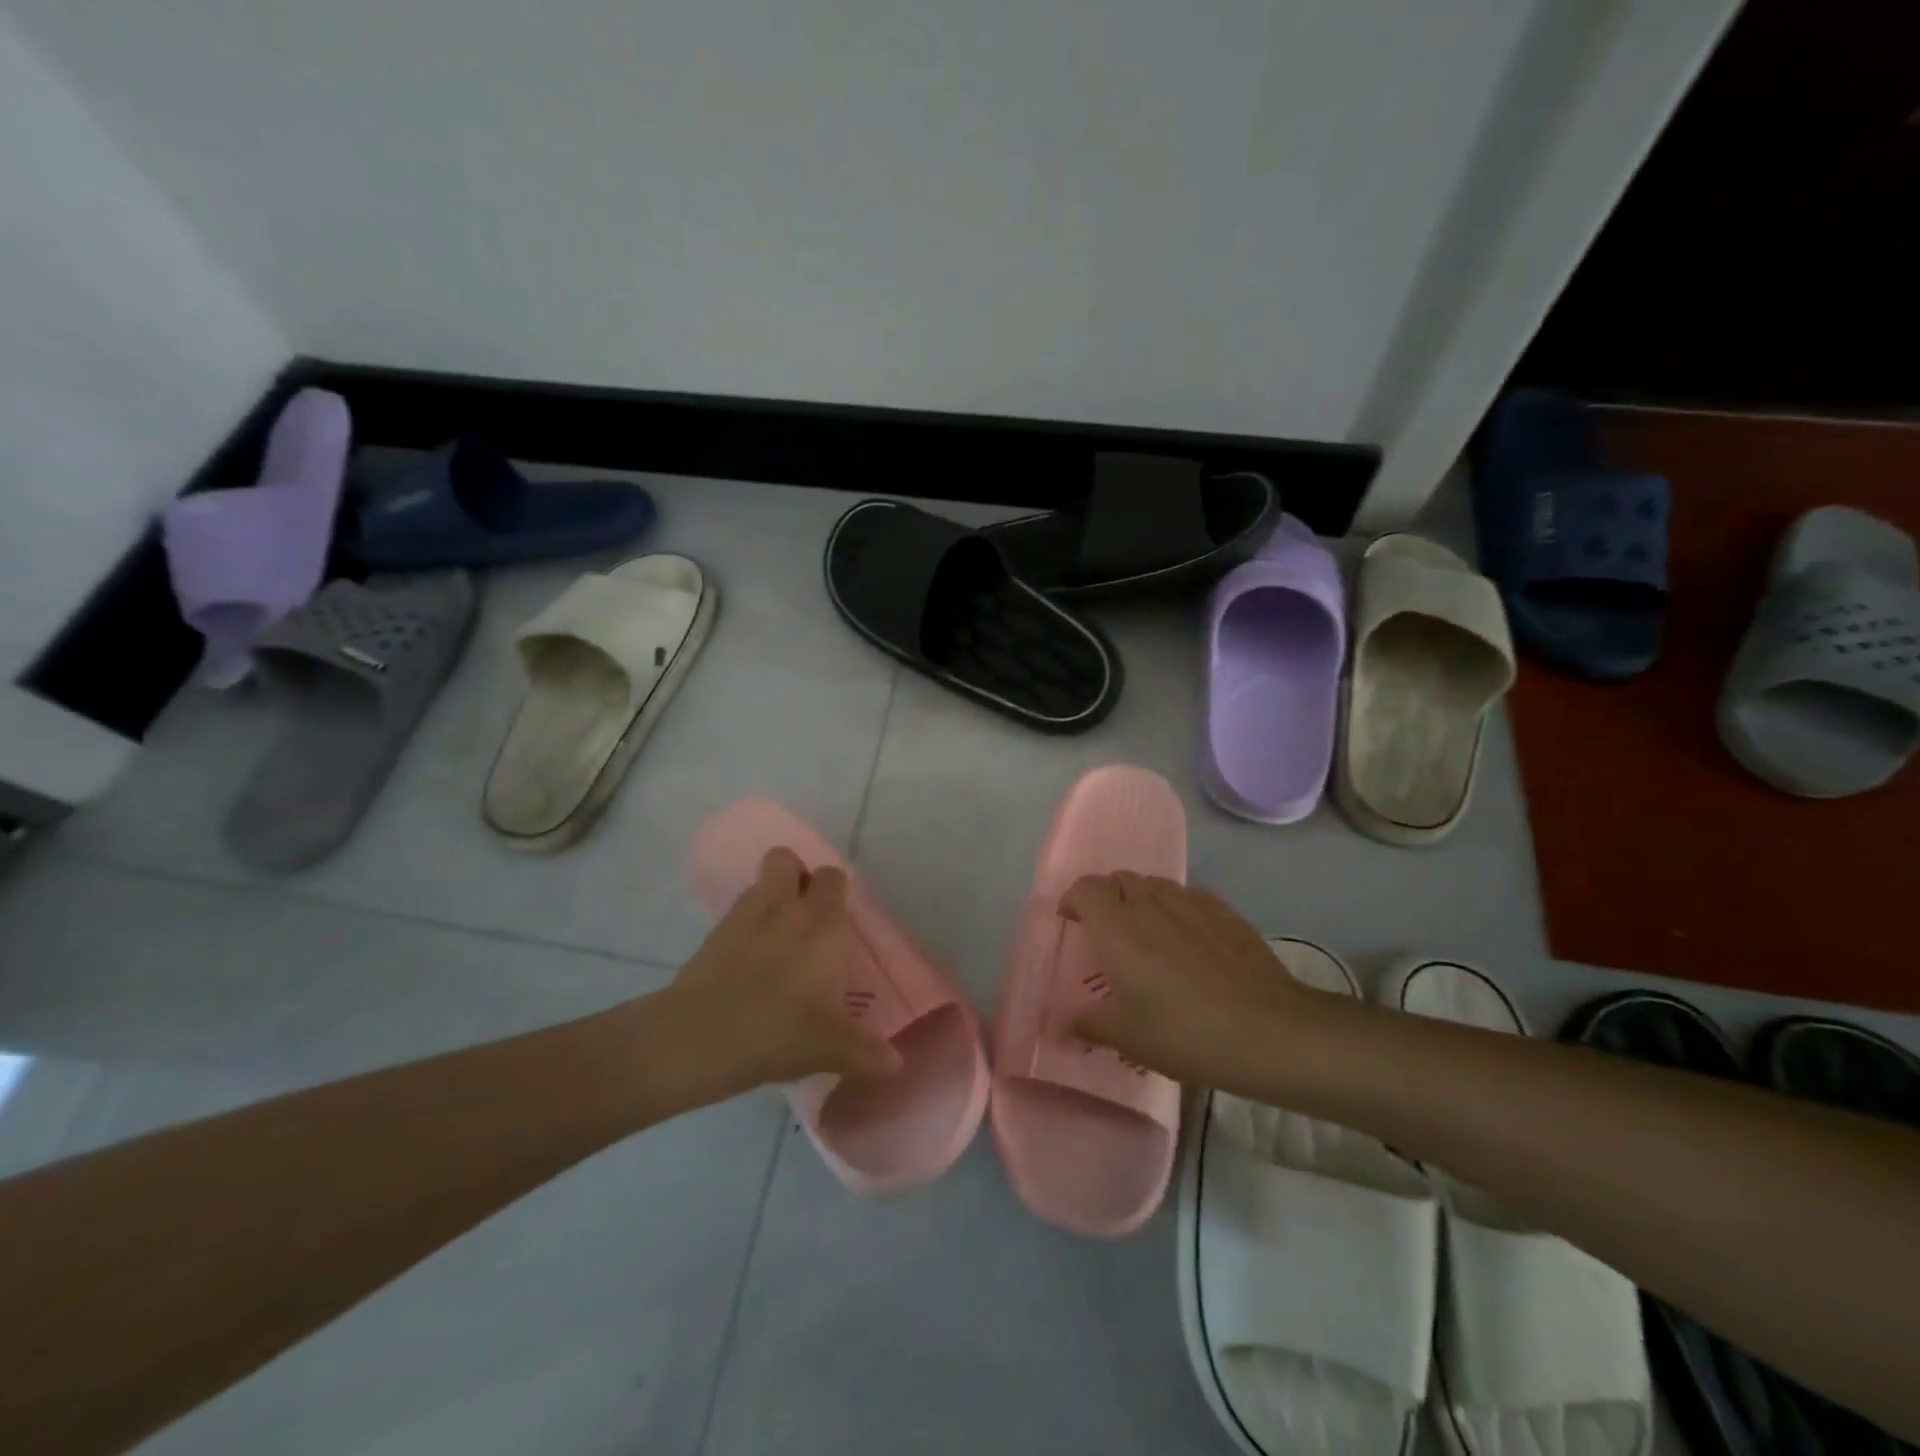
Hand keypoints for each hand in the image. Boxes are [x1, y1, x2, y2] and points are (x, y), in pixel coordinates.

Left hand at [666, 848, 902, 1097]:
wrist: (699, 1038)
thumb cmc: (778, 1031)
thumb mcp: (830, 1048)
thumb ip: (866, 1052)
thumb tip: (895, 1063)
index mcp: (821, 925)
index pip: (833, 877)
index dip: (835, 888)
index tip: (839, 916)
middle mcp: (784, 908)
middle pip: (786, 859)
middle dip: (796, 875)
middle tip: (805, 913)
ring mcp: (743, 917)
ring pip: (758, 882)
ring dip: (769, 896)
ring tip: (776, 934)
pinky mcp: (712, 935)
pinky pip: (735, 914)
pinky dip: (744, 925)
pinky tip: (747, 959)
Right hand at [1060, 872, 1325, 1085]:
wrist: (1269, 1031)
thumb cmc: (1186, 1034)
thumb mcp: (1129, 1039)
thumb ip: (1091, 1024)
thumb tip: (1066, 1022)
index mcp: (1118, 928)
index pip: (1085, 888)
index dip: (1073, 899)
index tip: (1071, 923)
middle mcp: (1150, 903)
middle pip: (1119, 879)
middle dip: (1106, 897)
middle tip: (1107, 932)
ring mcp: (1191, 902)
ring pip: (1154, 884)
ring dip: (1140, 899)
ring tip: (1146, 933)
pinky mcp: (1224, 910)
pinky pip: (1187, 895)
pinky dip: (1175, 907)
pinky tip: (1187, 939)